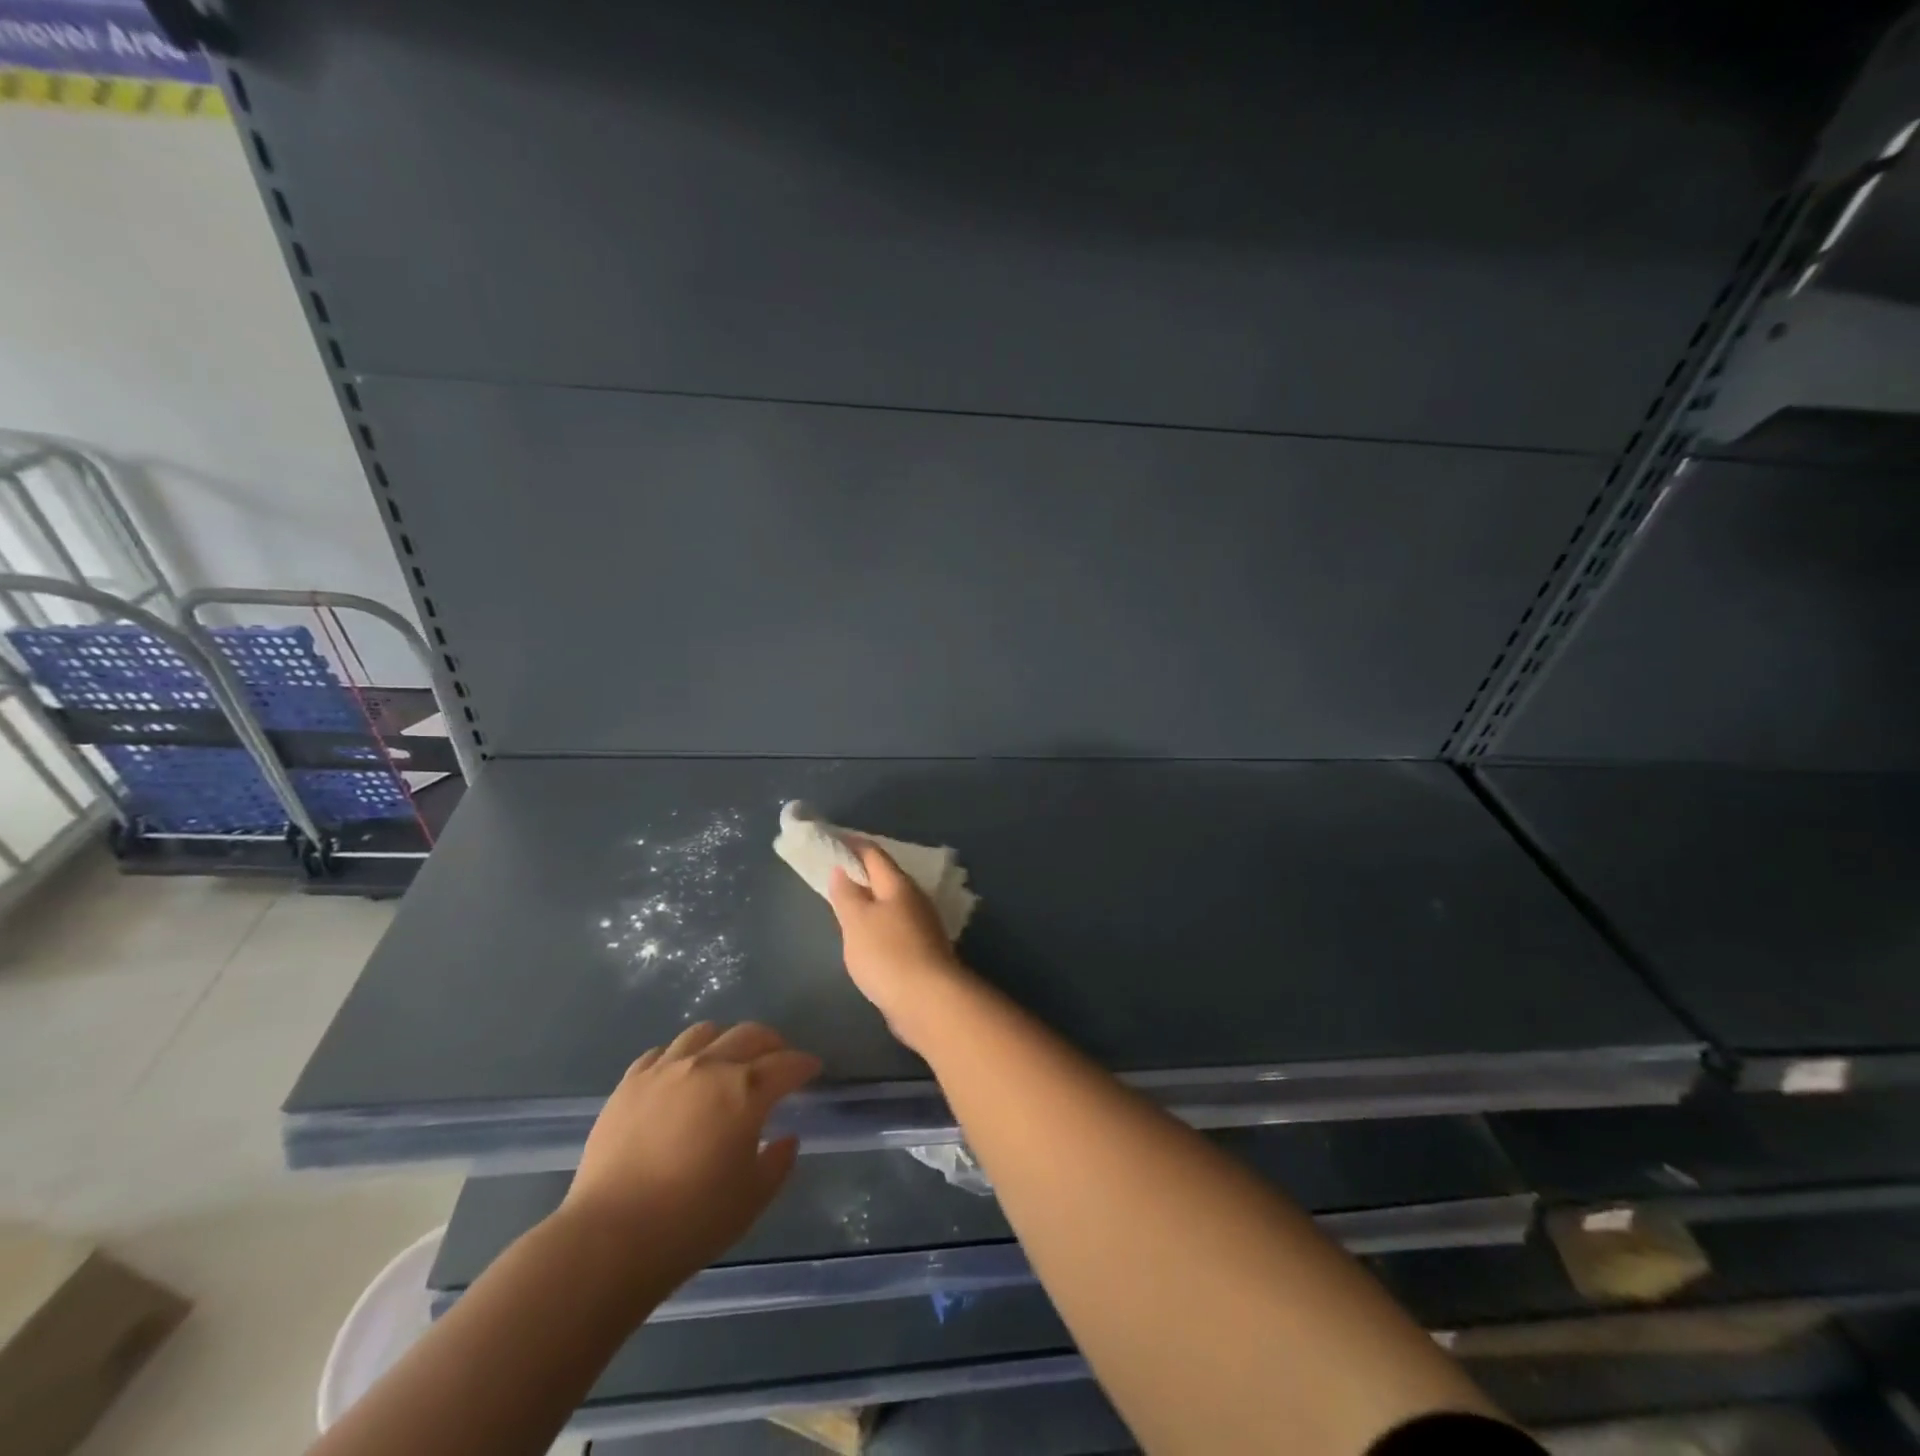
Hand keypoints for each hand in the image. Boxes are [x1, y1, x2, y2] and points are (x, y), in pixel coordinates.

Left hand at [559, 1021, 820, 1291]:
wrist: (609, 1239)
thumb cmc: (692, 1222)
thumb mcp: (753, 1199)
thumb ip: (778, 1162)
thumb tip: (786, 1137)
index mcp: (746, 1090)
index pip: (787, 1065)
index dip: (804, 1064)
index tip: (813, 1068)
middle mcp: (709, 1066)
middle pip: (750, 1035)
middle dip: (772, 1044)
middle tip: (778, 1059)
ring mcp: (665, 1070)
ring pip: (704, 1032)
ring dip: (725, 1041)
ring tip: (727, 1061)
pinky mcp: (630, 1083)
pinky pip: (662, 1052)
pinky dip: (680, 1057)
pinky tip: (680, 1076)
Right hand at [828, 841, 969, 1049]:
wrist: (928, 1001)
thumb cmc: (887, 954)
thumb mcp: (856, 921)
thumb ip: (847, 894)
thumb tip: (842, 870)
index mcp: (898, 884)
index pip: (873, 854)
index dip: (852, 845)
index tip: (832, 840)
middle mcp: (914, 899)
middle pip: (885, 878)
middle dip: (862, 873)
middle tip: (835, 873)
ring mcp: (922, 925)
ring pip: (891, 904)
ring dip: (870, 901)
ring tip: (847, 905)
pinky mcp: (923, 950)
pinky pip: (895, 927)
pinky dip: (878, 924)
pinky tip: (867, 937)